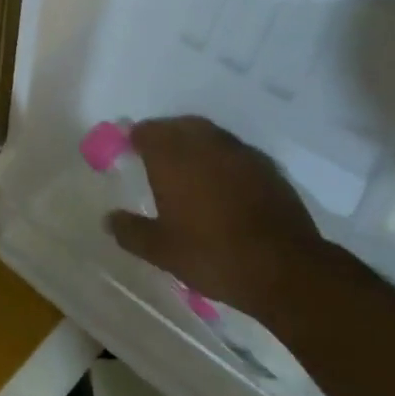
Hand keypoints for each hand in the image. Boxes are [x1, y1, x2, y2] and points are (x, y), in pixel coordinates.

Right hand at [106, 117, 330, 316]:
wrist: (286, 269)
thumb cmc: (212, 255)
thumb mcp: (161, 251)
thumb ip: (131, 231)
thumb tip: (108, 219)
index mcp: (172, 157)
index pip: (147, 131)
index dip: (135, 139)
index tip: (129, 152)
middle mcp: (204, 144)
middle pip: (179, 126)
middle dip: (165, 135)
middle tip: (157, 156)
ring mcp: (240, 153)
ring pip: (210, 135)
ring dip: (196, 144)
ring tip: (189, 169)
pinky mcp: (268, 168)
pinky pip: (236, 153)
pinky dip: (223, 160)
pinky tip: (224, 184)